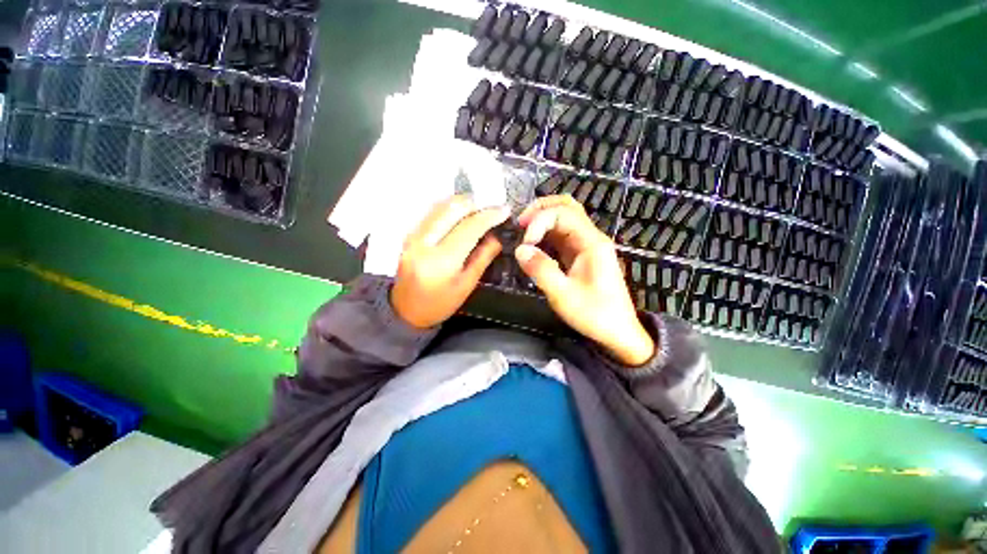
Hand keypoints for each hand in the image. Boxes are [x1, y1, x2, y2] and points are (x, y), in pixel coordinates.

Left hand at [391, 195, 509, 328]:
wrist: (405, 310)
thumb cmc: (440, 304)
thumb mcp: (467, 284)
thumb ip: (483, 257)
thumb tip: (497, 236)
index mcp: (442, 260)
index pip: (469, 227)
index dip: (489, 216)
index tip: (505, 210)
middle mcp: (424, 242)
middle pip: (452, 208)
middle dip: (476, 203)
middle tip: (492, 207)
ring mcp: (413, 236)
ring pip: (440, 206)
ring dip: (462, 203)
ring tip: (480, 209)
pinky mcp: (408, 234)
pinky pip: (431, 212)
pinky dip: (449, 208)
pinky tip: (461, 214)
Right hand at [514, 196, 654, 365]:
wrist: (618, 332)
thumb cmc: (595, 314)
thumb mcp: (564, 295)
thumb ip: (541, 270)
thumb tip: (520, 249)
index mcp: (592, 243)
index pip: (563, 213)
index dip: (540, 221)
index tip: (525, 243)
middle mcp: (591, 238)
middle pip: (567, 206)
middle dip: (541, 209)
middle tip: (520, 224)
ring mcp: (586, 245)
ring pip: (564, 218)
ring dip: (543, 219)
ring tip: (523, 231)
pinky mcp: (581, 255)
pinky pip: (562, 235)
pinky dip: (546, 234)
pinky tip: (534, 244)